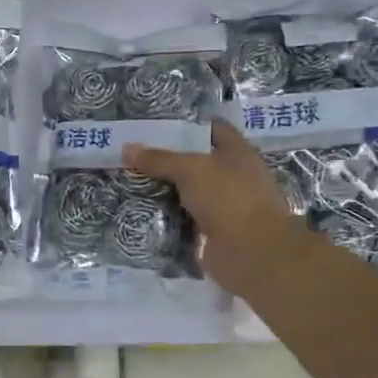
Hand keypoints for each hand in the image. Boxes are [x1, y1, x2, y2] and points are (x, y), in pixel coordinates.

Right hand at [124, 120, 314, 301]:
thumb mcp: (190, 169)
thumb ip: (159, 159)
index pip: (214, 129)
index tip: (156, 127)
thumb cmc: (228, 198)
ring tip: (132, 181)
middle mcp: (234, 177)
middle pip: (198, 162)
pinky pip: (184, 219)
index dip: (188, 125)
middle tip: (135, 155)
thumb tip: (126, 148)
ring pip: (189, 193)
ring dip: (165, 190)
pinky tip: (142, 210)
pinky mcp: (213, 233)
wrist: (251, 252)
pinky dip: (167, 217)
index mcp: (238, 153)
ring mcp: (225, 207)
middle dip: (169, 160)